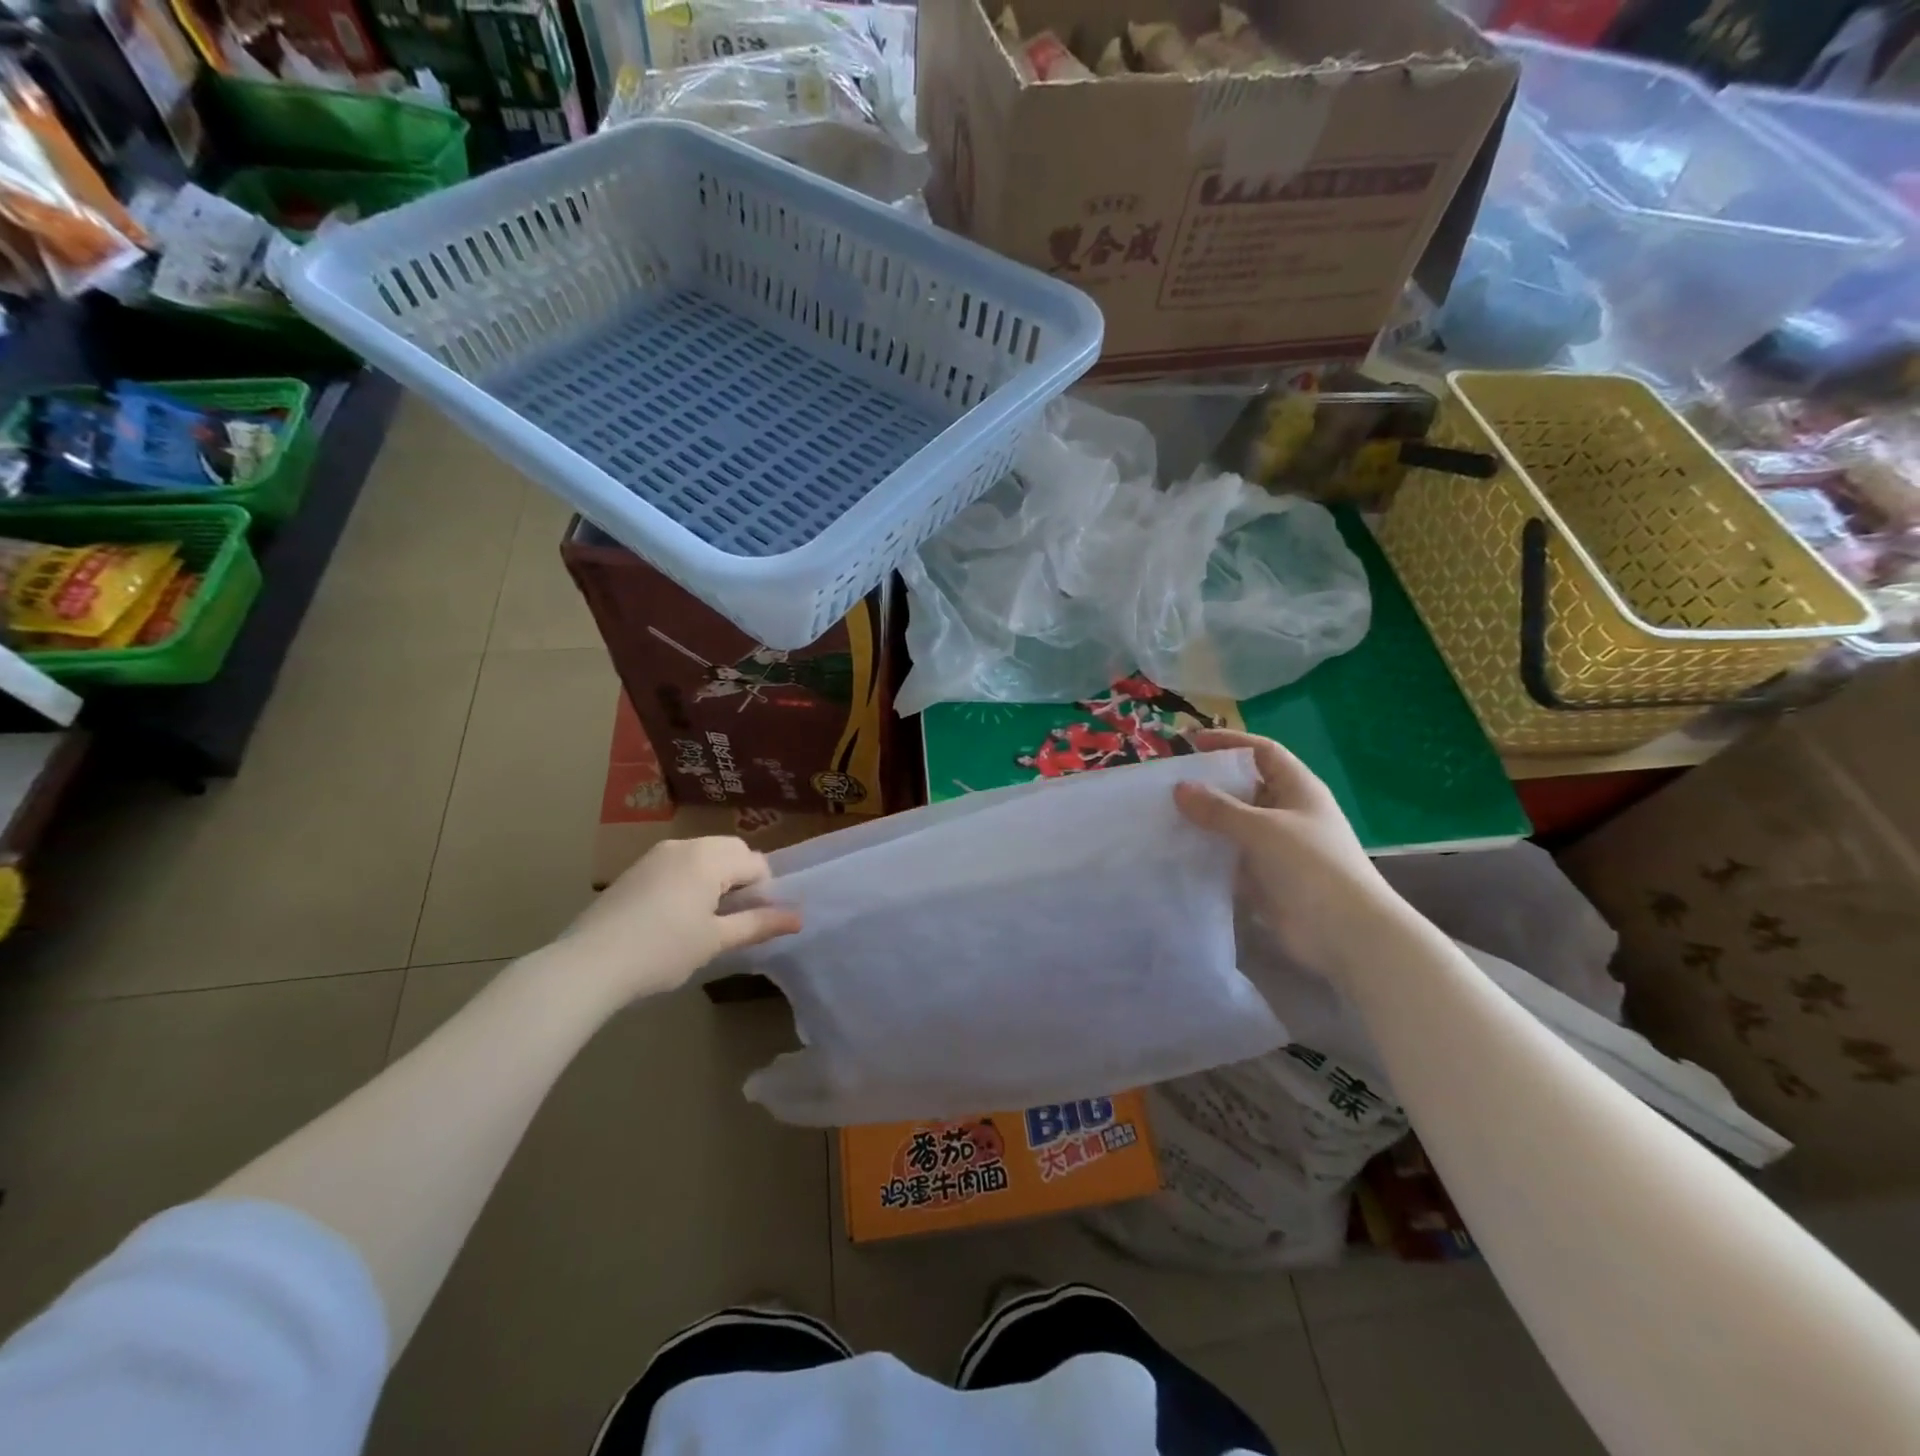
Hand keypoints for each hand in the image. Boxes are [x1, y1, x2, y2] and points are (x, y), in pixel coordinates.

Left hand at [562, 836, 801, 1001]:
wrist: (589, 964)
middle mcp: (685, 845)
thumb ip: (759, 924)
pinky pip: (679, 864)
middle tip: (733, 918)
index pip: (756, 863)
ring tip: (706, 919)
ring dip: (716, 878)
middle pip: (731, 851)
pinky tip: (676, 916)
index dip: (764, 892)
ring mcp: (657, 855)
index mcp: (709, 857)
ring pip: (704, 856)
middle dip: (742, 879)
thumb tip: (799, 918)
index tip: (753, 923)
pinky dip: (691, 881)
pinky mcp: (636, 869)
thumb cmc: (663, 950)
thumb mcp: (716, 940)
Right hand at [1173, 729, 1408, 980]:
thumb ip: (1219, 808)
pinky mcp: (1264, 878)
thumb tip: (1180, 788)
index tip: (1192, 743)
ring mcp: (1276, 848)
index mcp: (1298, 789)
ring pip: (1234, 825)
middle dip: (1210, 784)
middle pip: (1245, 788)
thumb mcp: (1262, 828)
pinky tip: (1177, 852)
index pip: (1263, 752)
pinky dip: (1208, 853)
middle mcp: (1287, 813)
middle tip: (1169, 784)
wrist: (1345, 933)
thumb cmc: (1310, 866)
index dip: (1230, 743)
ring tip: (1164, 816)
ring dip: (1205, 821)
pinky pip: (1230, 857)